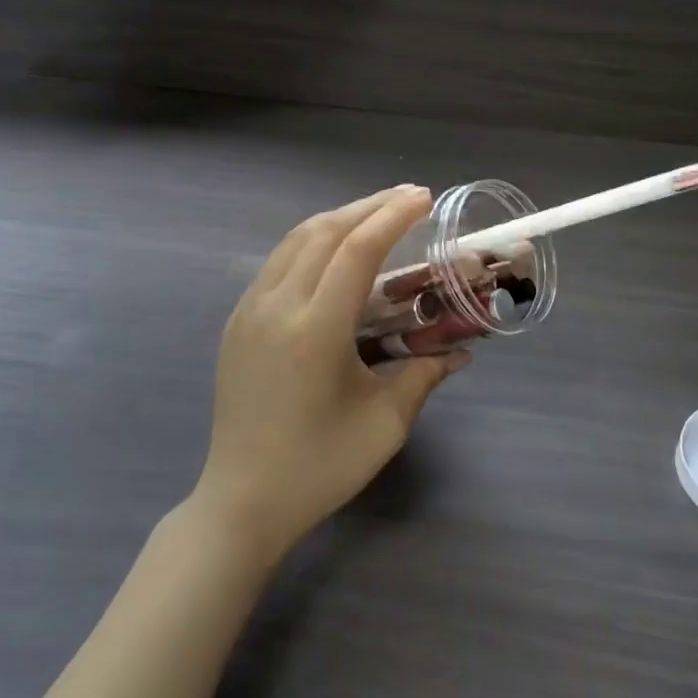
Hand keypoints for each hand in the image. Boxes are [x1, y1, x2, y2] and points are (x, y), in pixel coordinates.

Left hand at [193, 185, 468, 561]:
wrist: (241, 501)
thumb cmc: (319, 467)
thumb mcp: (384, 424)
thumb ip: (424, 374)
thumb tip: (460, 351)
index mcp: (315, 331)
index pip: (357, 250)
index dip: (393, 217)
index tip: (424, 198)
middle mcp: (277, 307)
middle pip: (325, 231)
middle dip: (370, 206)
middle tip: (410, 197)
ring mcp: (249, 310)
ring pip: (296, 239)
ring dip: (340, 217)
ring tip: (377, 213)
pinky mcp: (237, 320)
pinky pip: (279, 261)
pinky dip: (312, 240)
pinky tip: (335, 249)